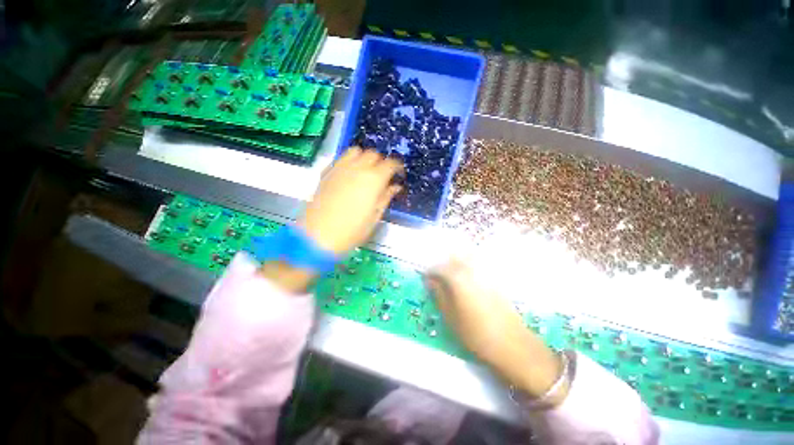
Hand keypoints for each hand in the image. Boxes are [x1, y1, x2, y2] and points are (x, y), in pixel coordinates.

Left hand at [300, 147, 402, 254]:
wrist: (318, 236)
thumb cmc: (352, 230)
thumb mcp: (375, 217)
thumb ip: (386, 197)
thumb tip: (395, 187)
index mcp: (374, 180)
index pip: (390, 164)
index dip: (397, 167)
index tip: (399, 173)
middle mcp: (357, 168)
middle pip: (373, 154)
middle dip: (381, 162)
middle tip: (383, 175)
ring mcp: (340, 168)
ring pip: (356, 151)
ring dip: (364, 158)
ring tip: (366, 171)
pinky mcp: (327, 172)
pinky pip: (341, 159)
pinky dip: (349, 161)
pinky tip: (349, 175)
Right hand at [425, 258, 568, 405]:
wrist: (512, 344)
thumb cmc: (475, 332)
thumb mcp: (450, 316)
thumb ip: (439, 294)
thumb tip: (429, 280)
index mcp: (458, 278)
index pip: (438, 268)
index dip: (430, 272)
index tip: (425, 278)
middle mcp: (471, 270)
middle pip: (453, 258)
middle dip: (443, 264)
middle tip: (437, 276)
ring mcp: (485, 274)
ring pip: (466, 260)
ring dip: (456, 264)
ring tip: (450, 277)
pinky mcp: (495, 280)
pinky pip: (478, 266)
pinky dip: (469, 268)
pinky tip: (467, 281)